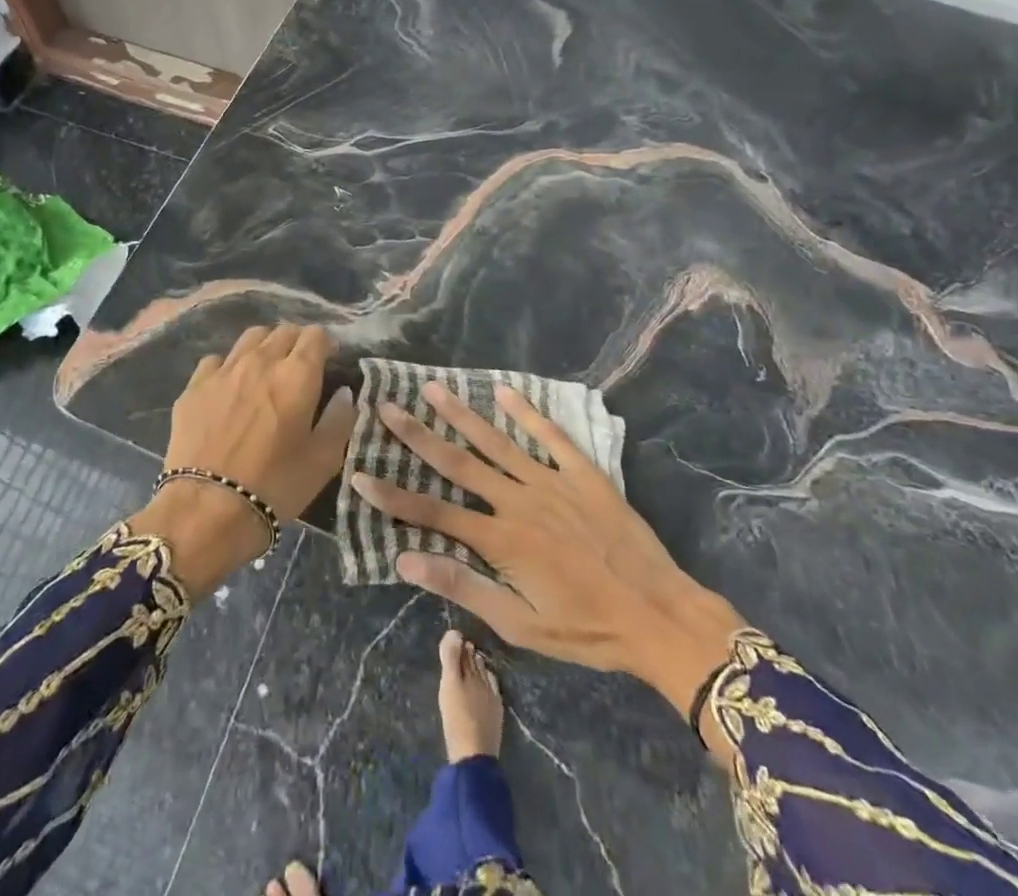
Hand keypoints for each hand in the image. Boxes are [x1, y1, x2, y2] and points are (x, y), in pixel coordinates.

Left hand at [130, 325, 353, 597]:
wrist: (206, 509)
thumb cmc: (275, 486)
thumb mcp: (323, 460)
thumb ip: (339, 419)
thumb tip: (343, 393)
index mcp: (297, 374)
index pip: (316, 335)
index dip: (326, 344)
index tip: (329, 361)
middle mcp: (261, 361)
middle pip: (284, 331)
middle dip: (297, 342)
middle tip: (300, 367)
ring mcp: (224, 370)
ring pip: (250, 337)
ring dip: (265, 346)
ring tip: (266, 370)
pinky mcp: (194, 386)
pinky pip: (217, 360)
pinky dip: (230, 366)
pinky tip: (230, 388)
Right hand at [351, 383, 743, 716]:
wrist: (657, 613)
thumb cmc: (586, 628)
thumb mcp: (520, 625)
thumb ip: (464, 587)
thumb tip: (406, 562)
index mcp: (501, 540)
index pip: (433, 514)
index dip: (393, 497)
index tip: (360, 475)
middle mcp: (519, 500)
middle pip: (458, 462)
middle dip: (419, 435)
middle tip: (388, 407)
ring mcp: (551, 481)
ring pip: (497, 441)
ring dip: (462, 414)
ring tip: (434, 387)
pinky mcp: (582, 473)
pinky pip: (550, 435)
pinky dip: (527, 411)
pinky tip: (504, 390)